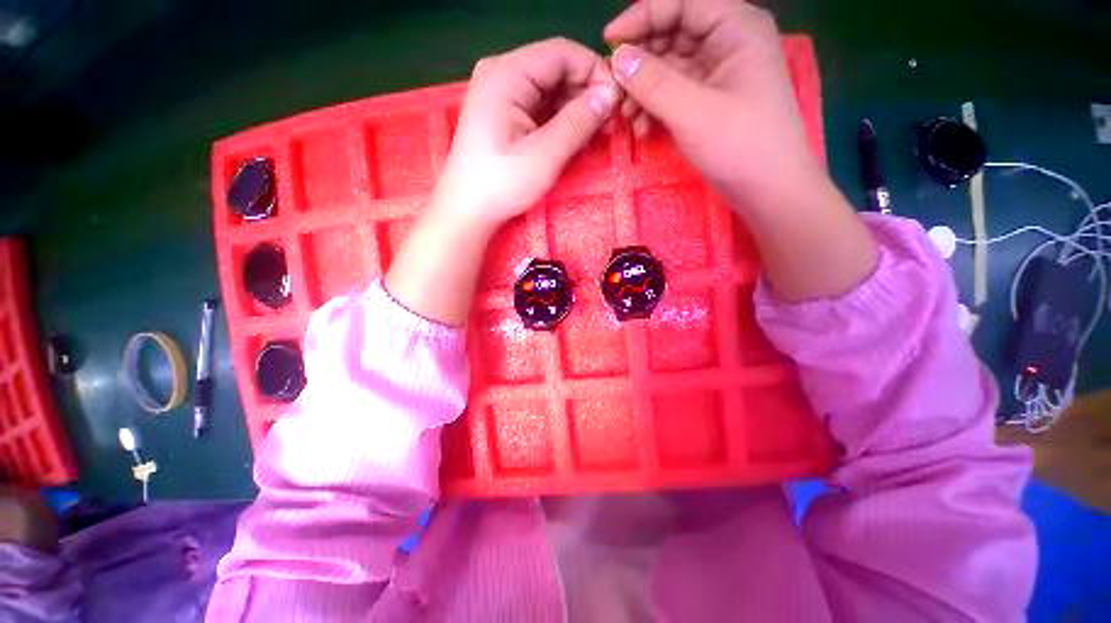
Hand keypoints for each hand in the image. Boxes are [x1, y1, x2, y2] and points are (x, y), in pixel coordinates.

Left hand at [386, 39, 618, 325]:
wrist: (467, 211)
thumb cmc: (501, 184)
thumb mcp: (544, 155)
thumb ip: (577, 122)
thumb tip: (610, 94)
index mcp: (507, 74)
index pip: (562, 53)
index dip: (594, 72)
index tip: (616, 102)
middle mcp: (502, 75)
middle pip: (556, 69)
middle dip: (586, 93)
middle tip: (609, 124)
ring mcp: (501, 95)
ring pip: (550, 90)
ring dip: (575, 109)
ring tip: (595, 135)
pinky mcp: (503, 115)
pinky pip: (539, 108)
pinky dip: (560, 121)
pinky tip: (573, 139)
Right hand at [604, 0, 820, 208]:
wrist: (768, 190)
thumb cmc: (741, 146)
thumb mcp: (694, 112)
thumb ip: (654, 83)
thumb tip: (618, 58)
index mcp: (736, 27)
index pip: (682, 3)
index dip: (643, 17)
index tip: (609, 41)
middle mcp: (727, 42)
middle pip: (673, 35)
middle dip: (640, 61)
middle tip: (613, 87)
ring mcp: (718, 74)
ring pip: (669, 67)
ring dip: (643, 89)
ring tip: (625, 115)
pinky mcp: (708, 102)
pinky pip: (674, 93)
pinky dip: (654, 107)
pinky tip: (640, 128)